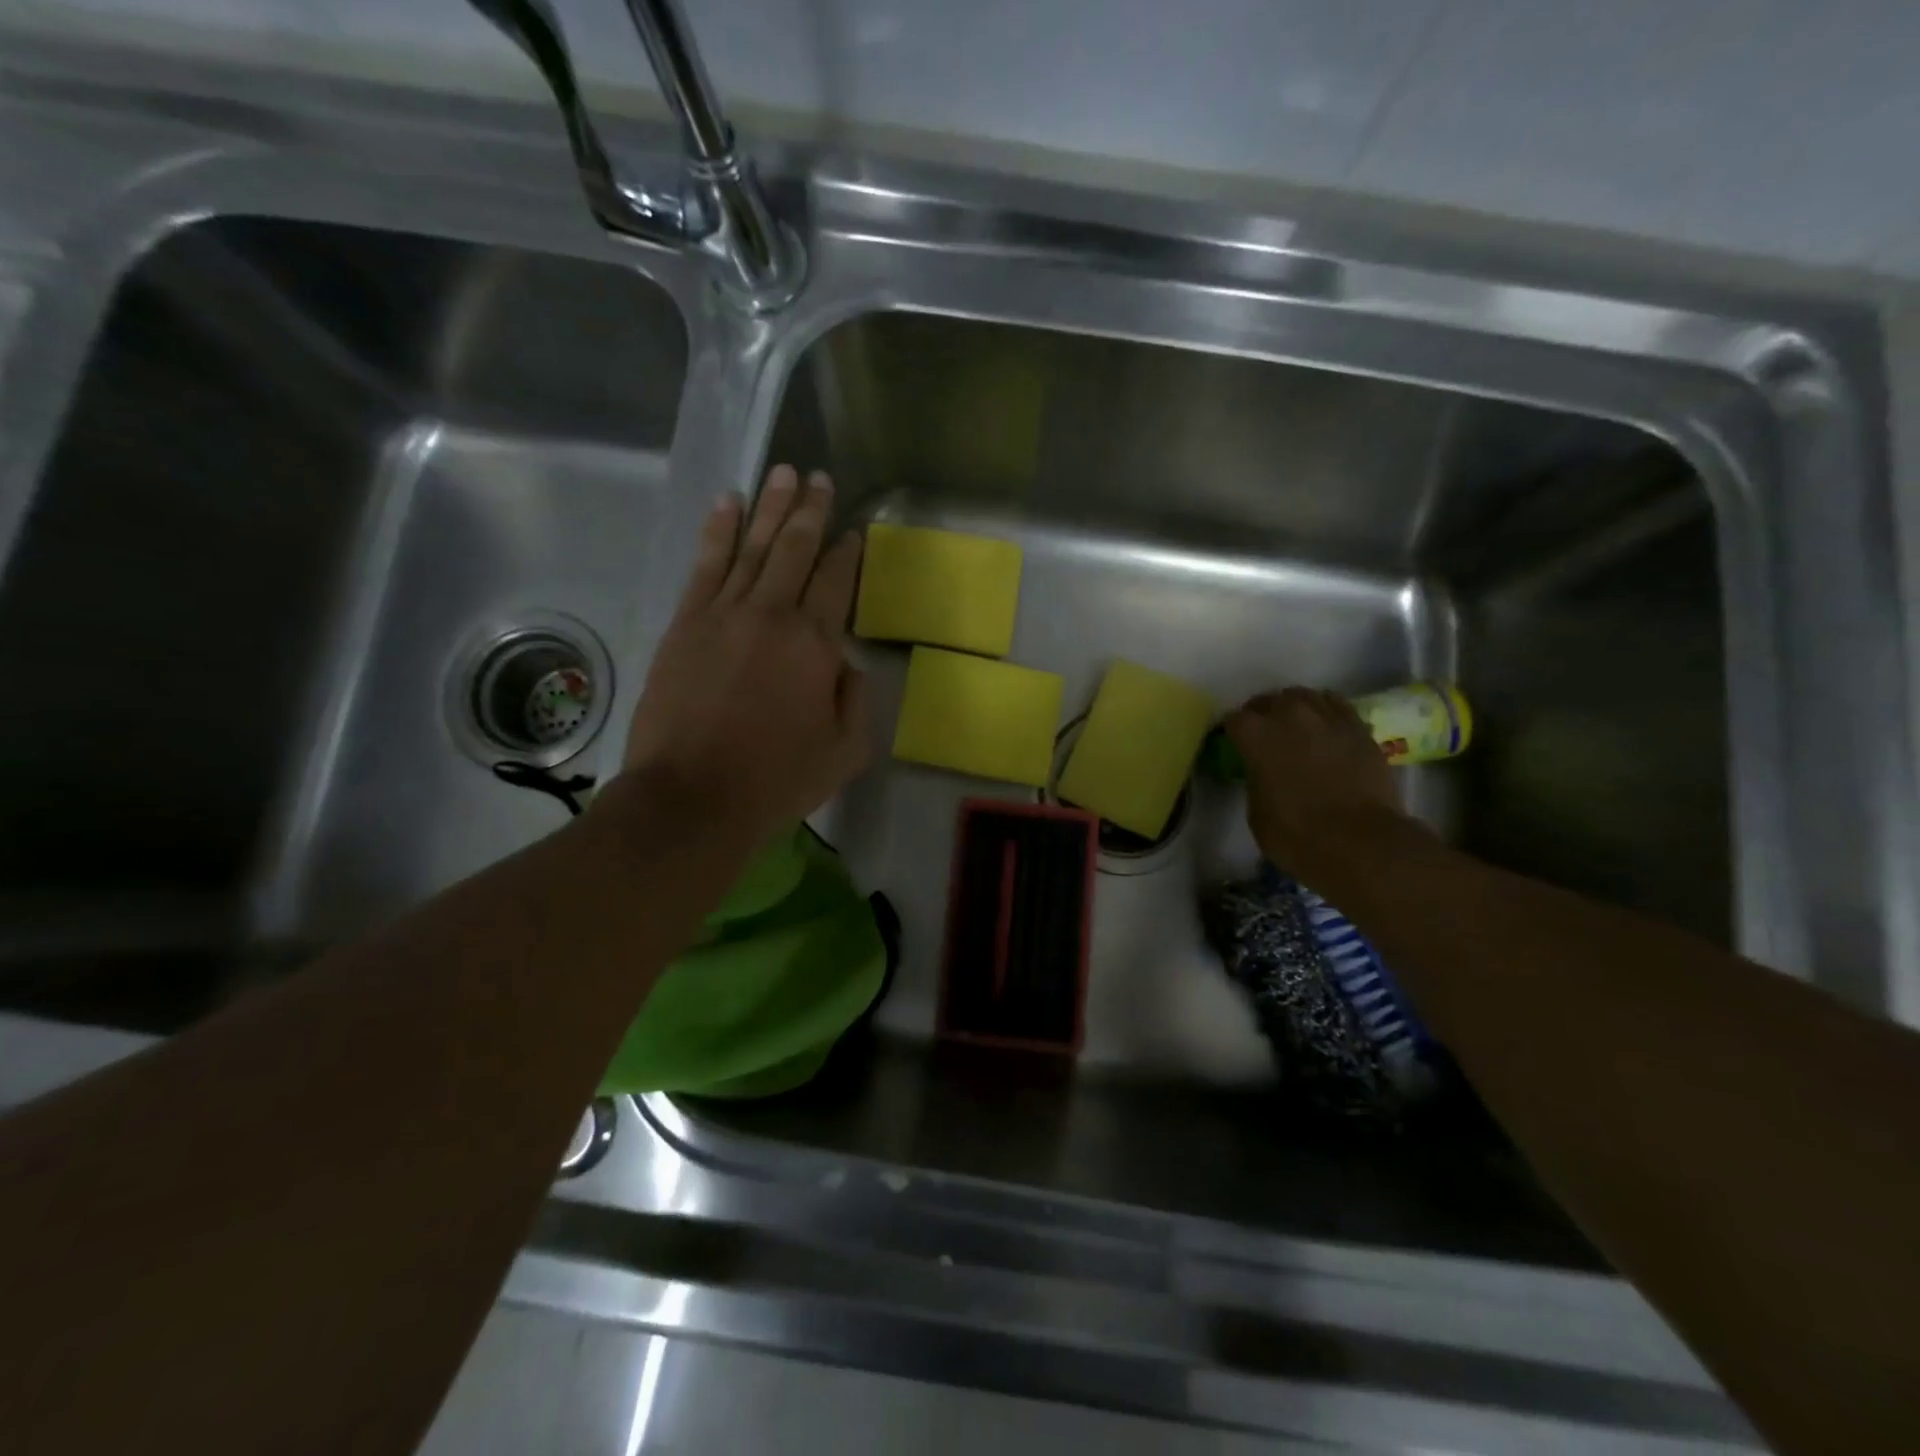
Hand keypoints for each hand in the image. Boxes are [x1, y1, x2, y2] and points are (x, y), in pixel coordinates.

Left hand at [619, 465, 868, 846]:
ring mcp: (722, 614)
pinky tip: (727, 504)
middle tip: (817, 477)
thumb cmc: (776, 781)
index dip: (847, 553)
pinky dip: (717, 531)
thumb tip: (844, 663)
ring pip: (751, 547)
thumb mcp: (845, 752)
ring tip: (782, 473)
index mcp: (815, 645)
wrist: (691, 799)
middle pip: (794, 549)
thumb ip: (855, 699)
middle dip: (809, 510)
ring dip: (769, 507)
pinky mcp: (684, 624)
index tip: (853, 531)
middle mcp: (771, 615)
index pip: (836, 582)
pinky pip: (704, 565)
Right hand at [1224, 687, 1415, 877]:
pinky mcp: (1360, 730)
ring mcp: (1329, 720)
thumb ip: (1256, 780)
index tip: (1233, 743)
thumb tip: (1263, 772)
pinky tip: (1324, 725)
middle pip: (1269, 700)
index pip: (1234, 719)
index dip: (1232, 731)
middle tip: (1263, 732)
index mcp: (1257, 737)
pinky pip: (1337, 705)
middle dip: (1262, 713)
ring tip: (1295, 723)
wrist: (1361, 843)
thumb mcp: (1257, 812)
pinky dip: (1326, 710)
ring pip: (1305, 696)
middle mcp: (1291, 717)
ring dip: (1294, 707)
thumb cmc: (1298, 835)